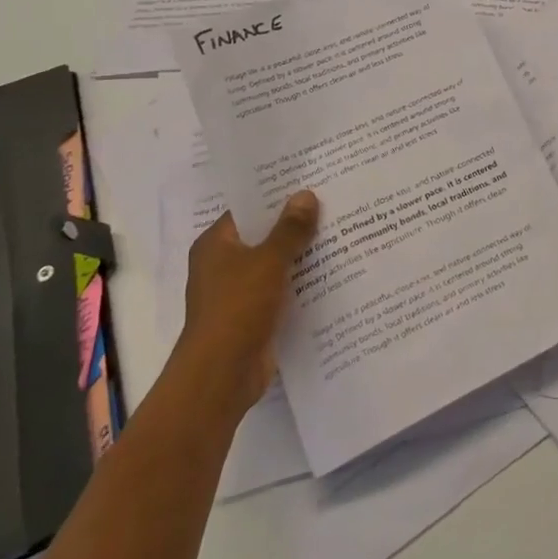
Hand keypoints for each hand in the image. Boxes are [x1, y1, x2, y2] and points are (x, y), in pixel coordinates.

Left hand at [180, 191, 318, 409]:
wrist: (222, 377)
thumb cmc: (237, 308)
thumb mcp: (268, 261)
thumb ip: (289, 229)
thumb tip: (306, 195)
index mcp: (216, 245)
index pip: (248, 209)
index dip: (277, 195)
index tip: (310, 182)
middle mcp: (223, 265)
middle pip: (264, 236)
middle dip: (295, 225)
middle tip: (333, 203)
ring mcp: (238, 293)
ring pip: (275, 264)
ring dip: (301, 255)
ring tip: (341, 232)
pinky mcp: (254, 317)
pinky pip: (282, 291)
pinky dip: (301, 283)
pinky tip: (333, 273)